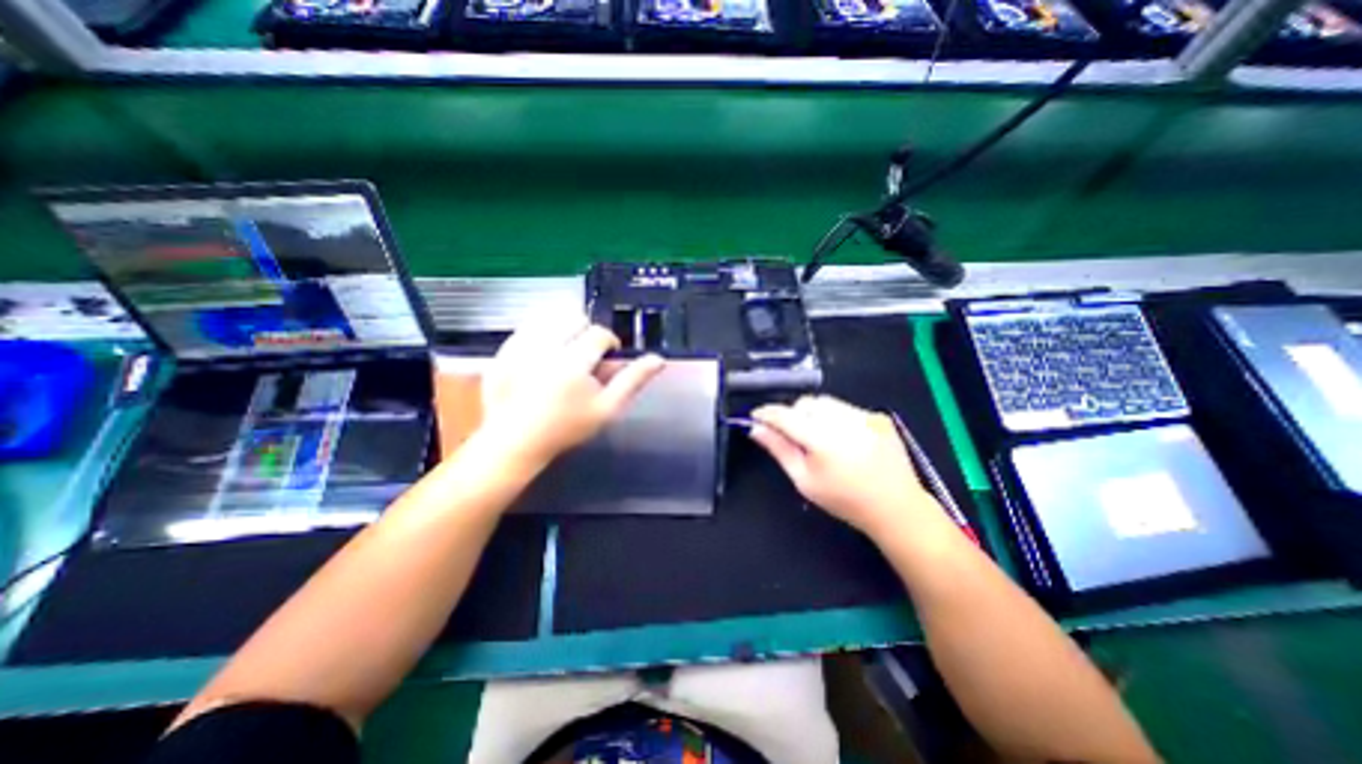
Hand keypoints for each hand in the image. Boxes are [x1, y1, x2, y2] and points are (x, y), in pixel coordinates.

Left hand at [479, 312, 669, 468]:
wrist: (516, 441)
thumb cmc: (566, 428)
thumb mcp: (607, 409)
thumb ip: (633, 380)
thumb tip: (658, 359)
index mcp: (573, 363)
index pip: (599, 333)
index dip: (609, 342)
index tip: (607, 358)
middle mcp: (544, 349)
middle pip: (574, 318)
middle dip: (585, 333)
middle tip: (584, 358)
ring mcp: (519, 348)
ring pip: (549, 317)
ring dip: (563, 331)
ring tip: (564, 355)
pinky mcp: (502, 351)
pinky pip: (526, 327)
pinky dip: (539, 335)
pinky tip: (541, 357)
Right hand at [750, 397, 944, 533]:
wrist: (896, 508)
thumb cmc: (844, 500)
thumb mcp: (804, 480)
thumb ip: (779, 449)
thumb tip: (756, 429)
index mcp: (822, 440)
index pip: (785, 415)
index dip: (766, 413)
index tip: (756, 416)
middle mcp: (843, 421)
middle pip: (805, 404)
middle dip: (793, 414)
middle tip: (793, 435)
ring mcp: (864, 416)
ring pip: (825, 402)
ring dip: (814, 414)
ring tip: (820, 438)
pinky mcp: (878, 416)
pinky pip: (846, 407)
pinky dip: (836, 417)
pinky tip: (843, 439)